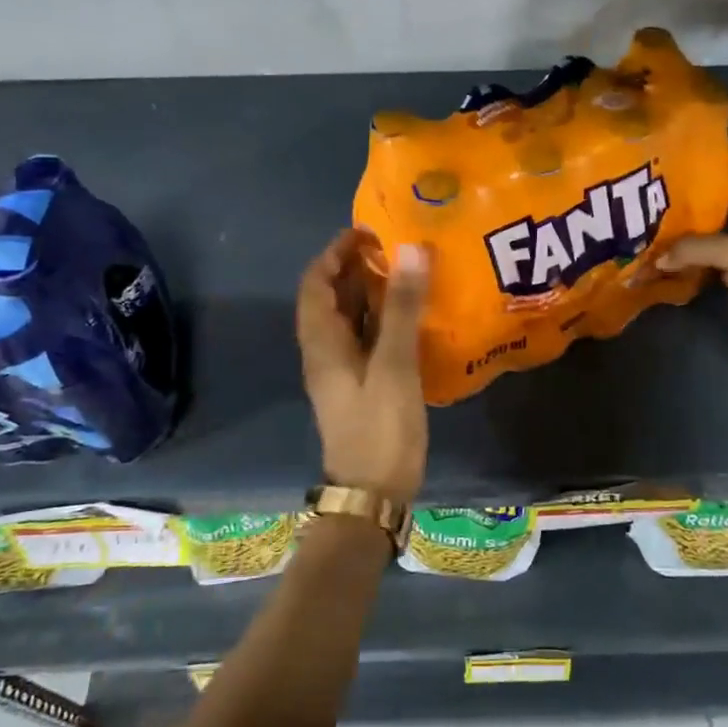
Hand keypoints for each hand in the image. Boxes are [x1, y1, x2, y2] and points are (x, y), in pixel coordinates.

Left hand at [296, 230, 429, 502]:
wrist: (374, 494)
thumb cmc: (380, 428)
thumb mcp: (393, 365)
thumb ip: (401, 308)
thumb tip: (411, 249)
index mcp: (322, 343)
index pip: (315, 283)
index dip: (335, 253)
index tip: (368, 232)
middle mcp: (326, 352)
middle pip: (331, 298)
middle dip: (355, 268)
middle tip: (394, 248)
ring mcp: (343, 371)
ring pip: (349, 319)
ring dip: (369, 292)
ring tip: (406, 272)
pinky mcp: (362, 385)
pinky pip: (367, 339)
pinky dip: (383, 318)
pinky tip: (412, 315)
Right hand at [658, 183, 727, 388]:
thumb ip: (698, 247)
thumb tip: (658, 257)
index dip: (703, 180)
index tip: (666, 178)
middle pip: (714, 214)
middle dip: (683, 211)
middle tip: (644, 209)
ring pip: (705, 241)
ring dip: (679, 240)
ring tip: (644, 233)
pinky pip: (703, 266)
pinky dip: (683, 264)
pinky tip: (657, 263)